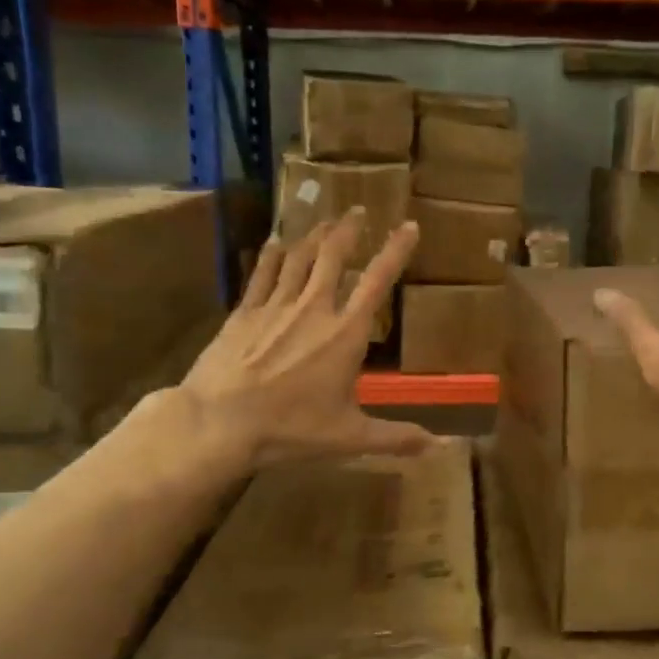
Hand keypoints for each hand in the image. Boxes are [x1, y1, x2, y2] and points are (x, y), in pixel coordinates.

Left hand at [151, 209, 434, 471]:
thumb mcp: (349, 437)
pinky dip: (271, 254)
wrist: (219, 422)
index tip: (408, 225)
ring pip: (298, 257)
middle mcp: (313, 308)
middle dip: (348, 229)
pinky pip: (262, 273)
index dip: (395, 250)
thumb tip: (439, 448)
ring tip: (324, 220)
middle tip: (357, 210)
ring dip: (314, 235)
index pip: (377, 281)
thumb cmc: (290, 428)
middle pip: (333, 255)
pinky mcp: (244, 312)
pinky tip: (274, 242)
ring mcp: (275, 306)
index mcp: (345, 333)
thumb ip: (395, 438)